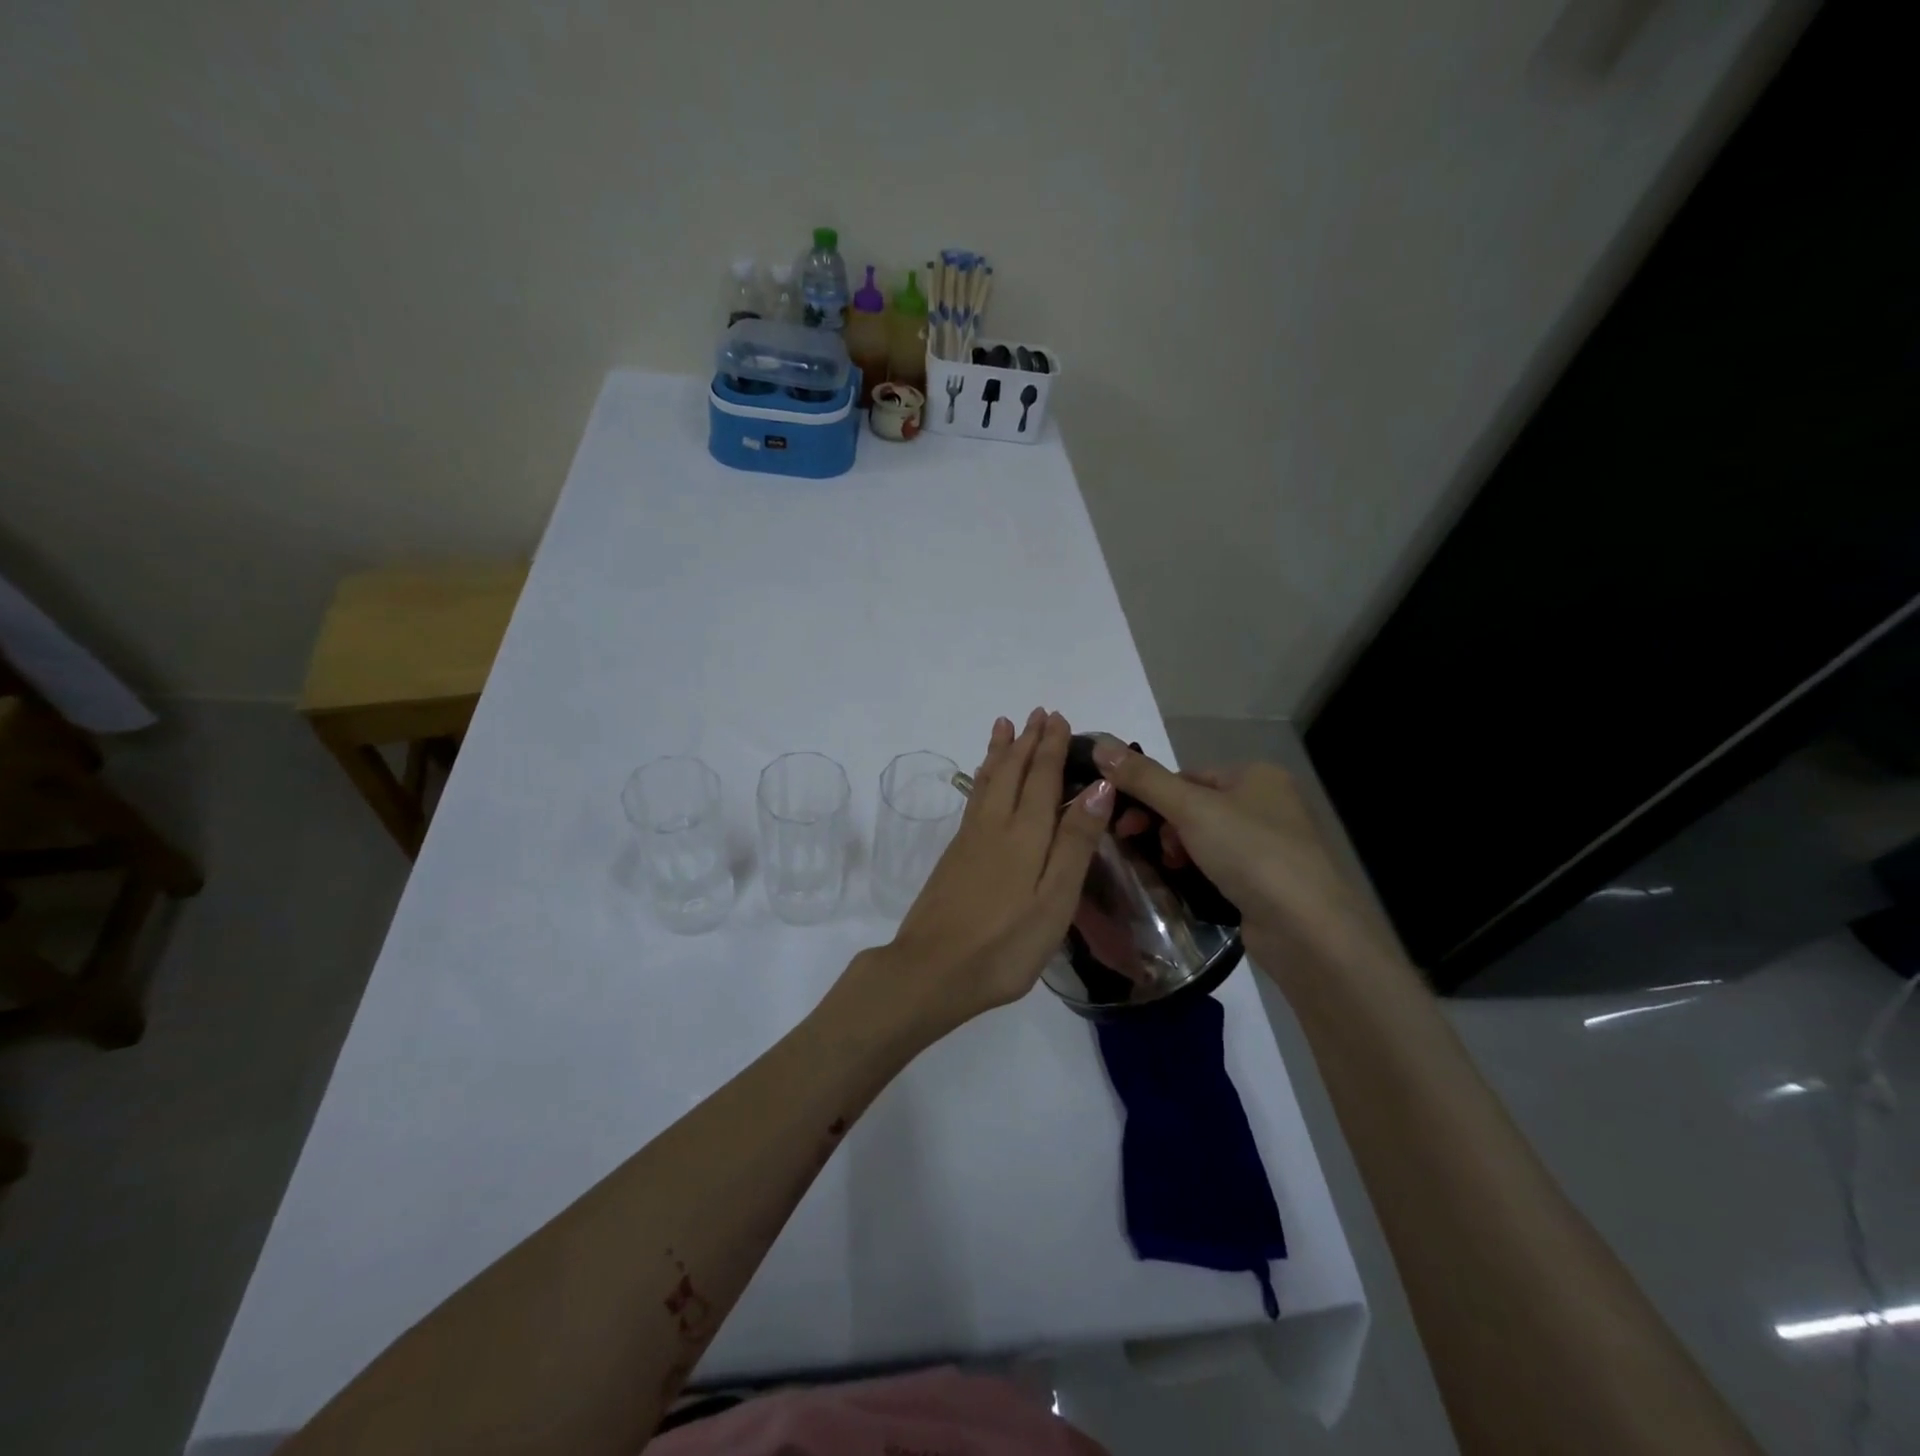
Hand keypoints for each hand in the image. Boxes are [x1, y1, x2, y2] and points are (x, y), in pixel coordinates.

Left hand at [843, 709, 1114, 1041]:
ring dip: (1000, 752)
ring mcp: (969, 840)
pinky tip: (983, 780)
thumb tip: (1100, 785)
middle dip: (1027, 741)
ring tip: (1005, 726)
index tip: (1059, 718)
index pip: (1042, 778)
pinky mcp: (954, 856)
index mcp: (1025, 834)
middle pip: (1012, 772)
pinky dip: (982, 777)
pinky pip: (974, 799)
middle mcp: (995, 826)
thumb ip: (1075, 841)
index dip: (1052, 747)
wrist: (932, 970)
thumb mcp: (1055, 898)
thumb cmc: (1005, 944)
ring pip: (988, 781)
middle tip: (1037, 712)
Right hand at [1091, 742, 1403, 980]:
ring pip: (1204, 839)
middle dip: (1162, 825)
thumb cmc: (1250, 853)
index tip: (1125, 821)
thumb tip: (1099, 743)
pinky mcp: (1267, 883)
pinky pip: (1219, 867)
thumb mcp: (1191, 808)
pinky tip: (1185, 886)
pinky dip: (1197, 873)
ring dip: (1178, 850)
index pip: (1187, 775)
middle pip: (1194, 806)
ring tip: (1169, 868)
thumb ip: (1144, 778)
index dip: (1151, 794)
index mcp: (1256, 775)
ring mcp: (1270, 846)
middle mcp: (1267, 804)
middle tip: (1137, 844)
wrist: (1307, 929)